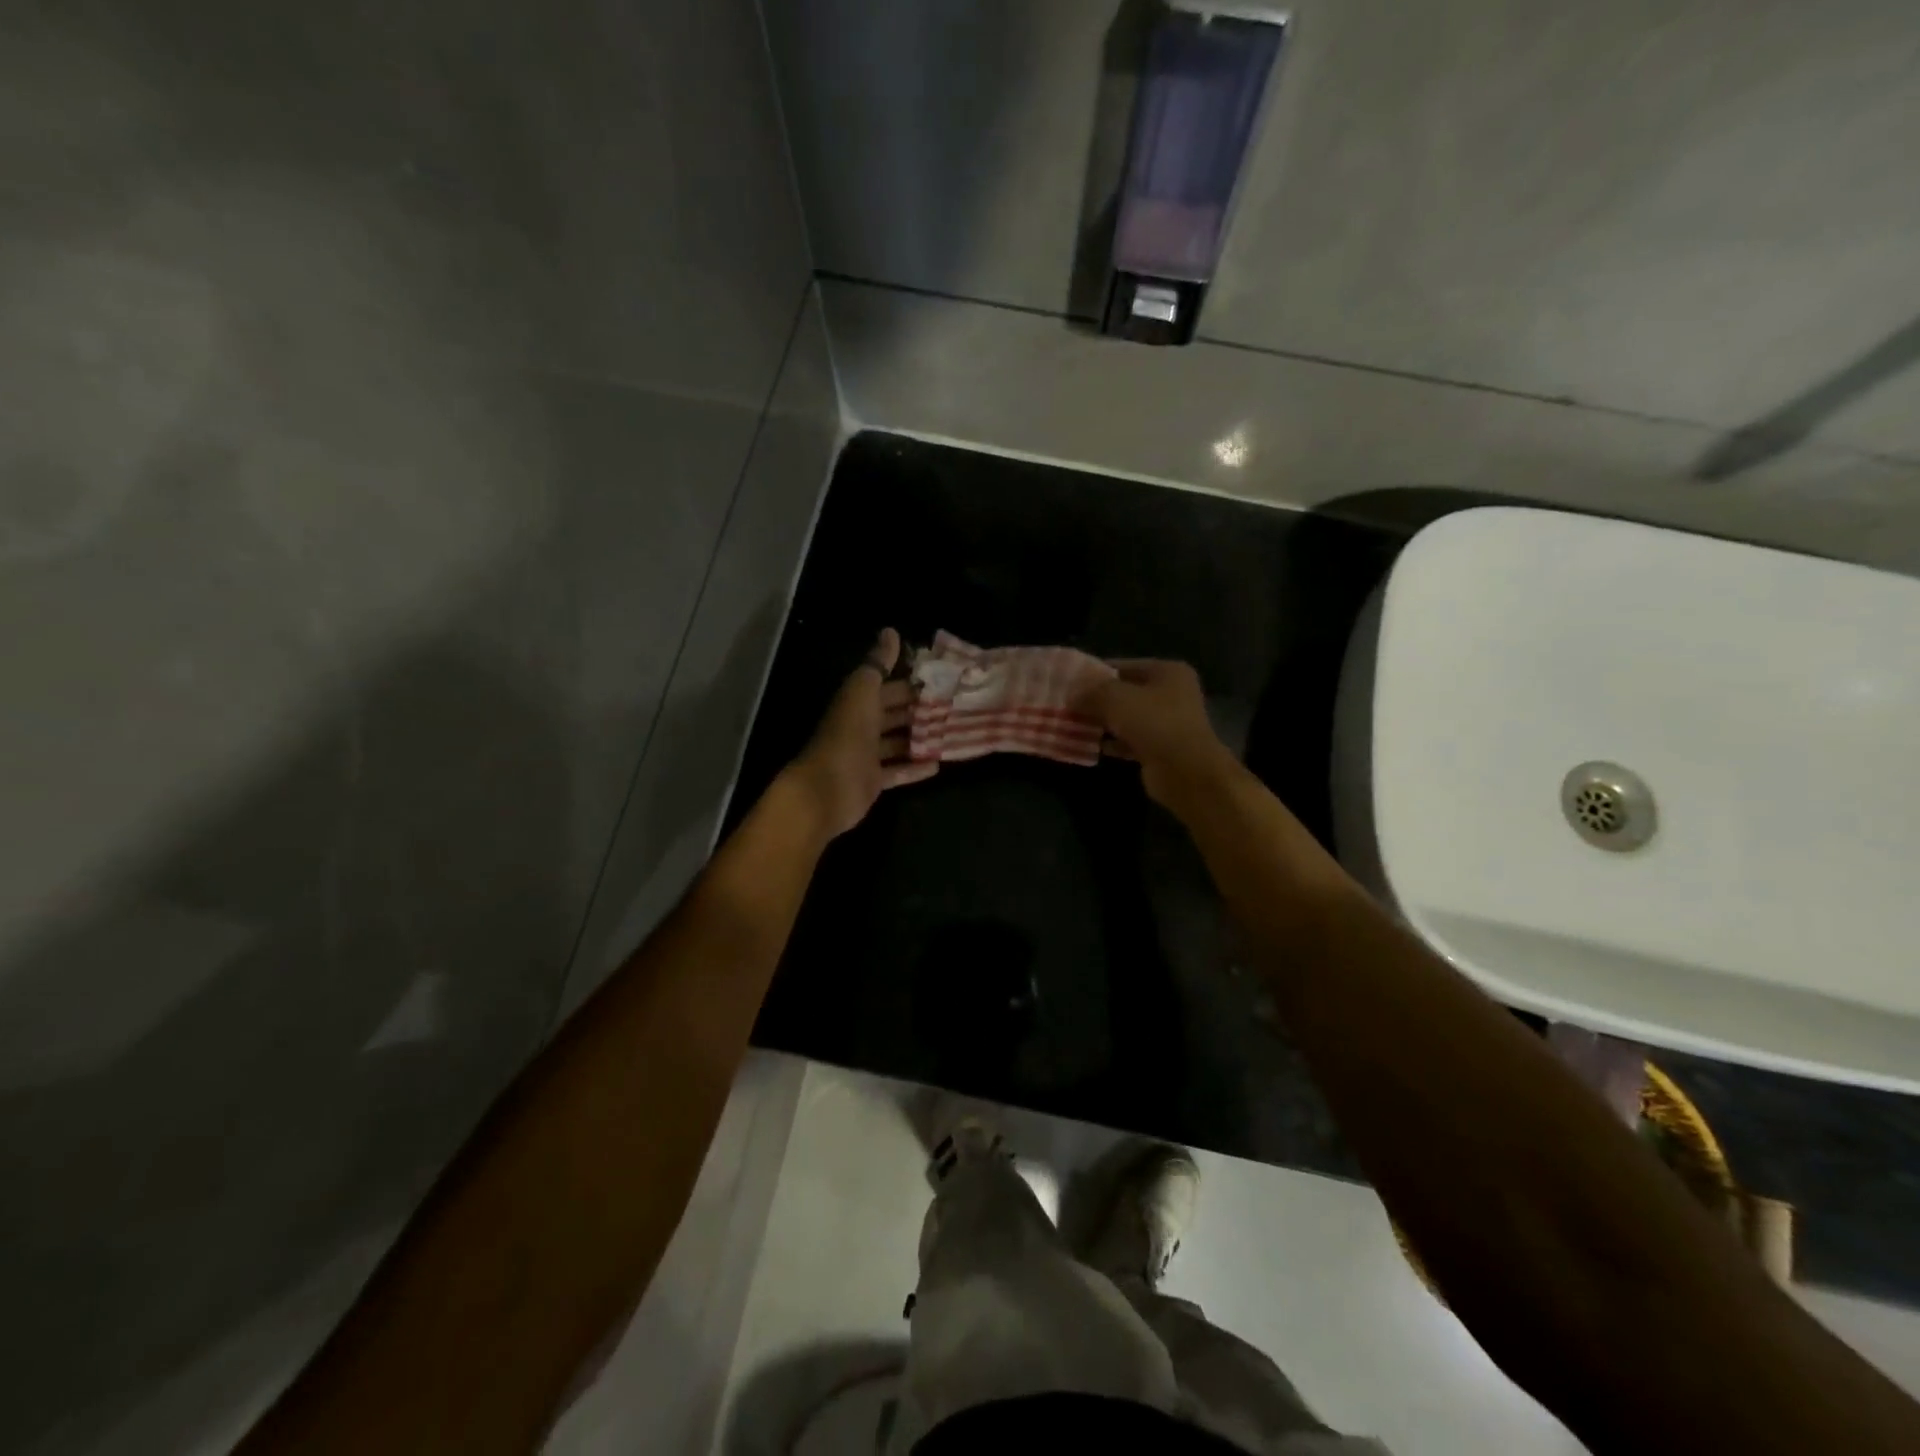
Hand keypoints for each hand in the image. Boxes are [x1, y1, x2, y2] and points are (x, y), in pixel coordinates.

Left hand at [785, 628, 937, 837]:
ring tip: (951, 733)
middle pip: (893, 714)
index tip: (941, 680)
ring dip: (920, 738)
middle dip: (919, 710)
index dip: (910, 682)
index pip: (886, 687)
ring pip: (897, 743)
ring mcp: (866, 756)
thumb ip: (877, 664)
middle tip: (953, 706)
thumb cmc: (846, 736)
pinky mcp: (873, 782)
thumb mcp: (862, 693)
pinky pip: (897, 773)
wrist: (826, 789)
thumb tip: (890, 632)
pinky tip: (938, 764)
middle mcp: (861, 727)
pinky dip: (915, 768)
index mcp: (857, 703)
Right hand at [1076, 659, 1237, 810]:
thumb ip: (1091, 692)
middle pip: (1125, 692)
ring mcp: (1168, 723)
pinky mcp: (1162, 749)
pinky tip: (1092, 746)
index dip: (1095, 673)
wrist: (1186, 771)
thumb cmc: (1154, 723)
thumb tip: (1071, 695)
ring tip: (1074, 725)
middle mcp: (1172, 694)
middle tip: (1068, 705)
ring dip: (1103, 722)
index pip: (1123, 665)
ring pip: (1127, 718)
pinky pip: (1130, 741)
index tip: (1069, 683)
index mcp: (1167, 672)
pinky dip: (1113, 743)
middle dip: (1096, 700)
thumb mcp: (1115, 698)